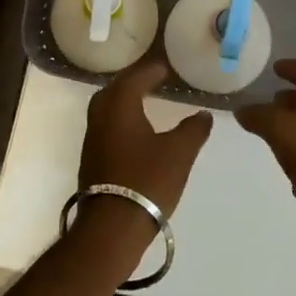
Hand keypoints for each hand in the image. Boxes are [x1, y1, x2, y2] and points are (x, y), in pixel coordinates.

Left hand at [78, 59, 213, 225]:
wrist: (112, 227)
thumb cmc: (147, 180)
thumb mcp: (179, 153)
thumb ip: (194, 129)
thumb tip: (204, 114)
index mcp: (120, 106)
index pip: (135, 78)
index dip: (152, 71)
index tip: (166, 68)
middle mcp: (101, 116)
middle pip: (115, 89)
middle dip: (133, 81)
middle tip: (153, 80)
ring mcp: (92, 139)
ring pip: (107, 108)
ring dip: (124, 100)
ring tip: (144, 101)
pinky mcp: (91, 159)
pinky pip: (105, 126)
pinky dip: (120, 119)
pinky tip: (134, 131)